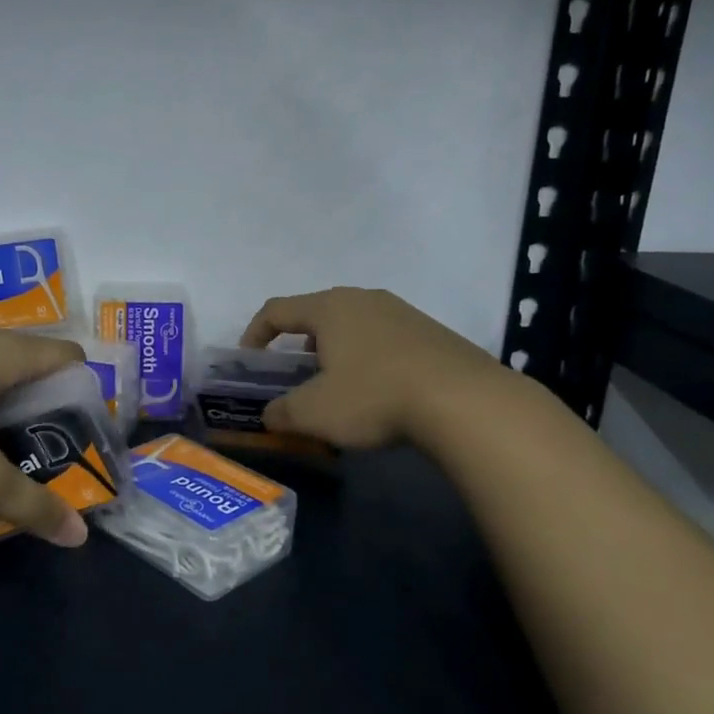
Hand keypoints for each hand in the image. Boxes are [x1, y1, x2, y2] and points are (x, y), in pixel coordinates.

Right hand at [242, 287, 508, 448]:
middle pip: (316, 315)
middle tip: (294, 377)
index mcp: (329, 308)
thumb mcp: (314, 413)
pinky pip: (384, 339)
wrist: (464, 401)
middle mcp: (363, 299)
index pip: (276, 310)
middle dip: (297, 346)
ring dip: (335, 353)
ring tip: (337, 387)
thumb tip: (270, 415)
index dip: (254, 334)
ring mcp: (402, 312)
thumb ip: (282, 413)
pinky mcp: (431, 332)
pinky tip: (379, 392)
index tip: (249, 363)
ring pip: (353, 327)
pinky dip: (368, 360)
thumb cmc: (374, 396)